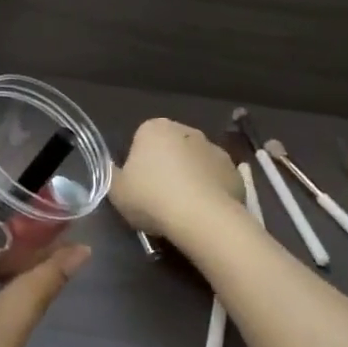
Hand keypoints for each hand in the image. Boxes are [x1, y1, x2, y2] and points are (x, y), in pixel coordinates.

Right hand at [110, 118, 243, 238]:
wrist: (201, 217)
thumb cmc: (151, 197)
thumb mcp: (116, 191)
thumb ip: (112, 175)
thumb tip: (114, 169)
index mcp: (154, 128)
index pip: (141, 140)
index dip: (138, 163)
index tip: (137, 186)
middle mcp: (186, 130)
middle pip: (170, 148)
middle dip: (166, 166)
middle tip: (158, 197)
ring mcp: (214, 149)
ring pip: (195, 162)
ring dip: (189, 177)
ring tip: (182, 209)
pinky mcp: (235, 171)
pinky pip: (215, 179)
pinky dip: (210, 190)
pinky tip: (203, 212)